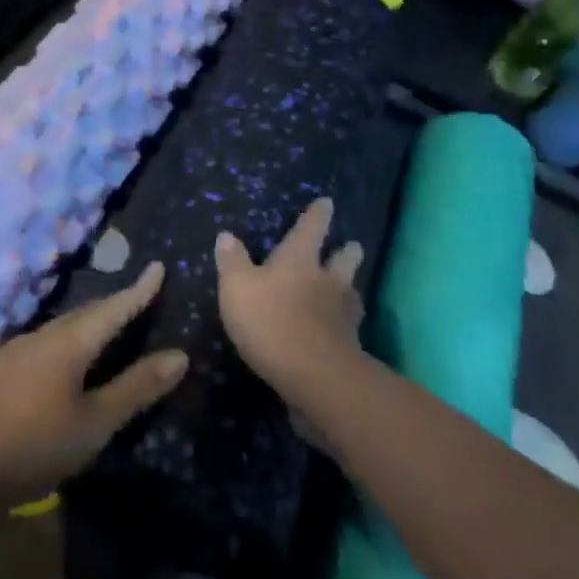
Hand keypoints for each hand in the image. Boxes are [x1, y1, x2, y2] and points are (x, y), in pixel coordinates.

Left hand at [0, 263, 187, 507]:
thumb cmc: (33, 444)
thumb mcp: (94, 423)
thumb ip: (136, 389)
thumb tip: (179, 356)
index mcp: (68, 343)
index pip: (113, 309)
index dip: (139, 291)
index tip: (158, 267)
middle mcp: (40, 336)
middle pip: (84, 314)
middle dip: (113, 306)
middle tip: (136, 299)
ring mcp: (13, 352)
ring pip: (60, 329)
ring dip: (86, 324)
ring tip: (103, 328)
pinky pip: (41, 344)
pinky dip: (63, 343)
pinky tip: (59, 360)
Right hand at [216, 197, 364, 405]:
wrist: (314, 375)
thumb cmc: (270, 320)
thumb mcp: (237, 288)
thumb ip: (232, 262)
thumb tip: (226, 235)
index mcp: (299, 259)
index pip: (310, 229)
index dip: (317, 214)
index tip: (327, 202)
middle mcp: (326, 280)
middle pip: (343, 259)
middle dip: (347, 251)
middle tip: (352, 244)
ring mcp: (343, 313)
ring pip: (351, 291)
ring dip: (350, 286)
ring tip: (349, 286)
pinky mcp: (350, 345)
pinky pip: (350, 325)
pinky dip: (346, 322)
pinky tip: (341, 328)